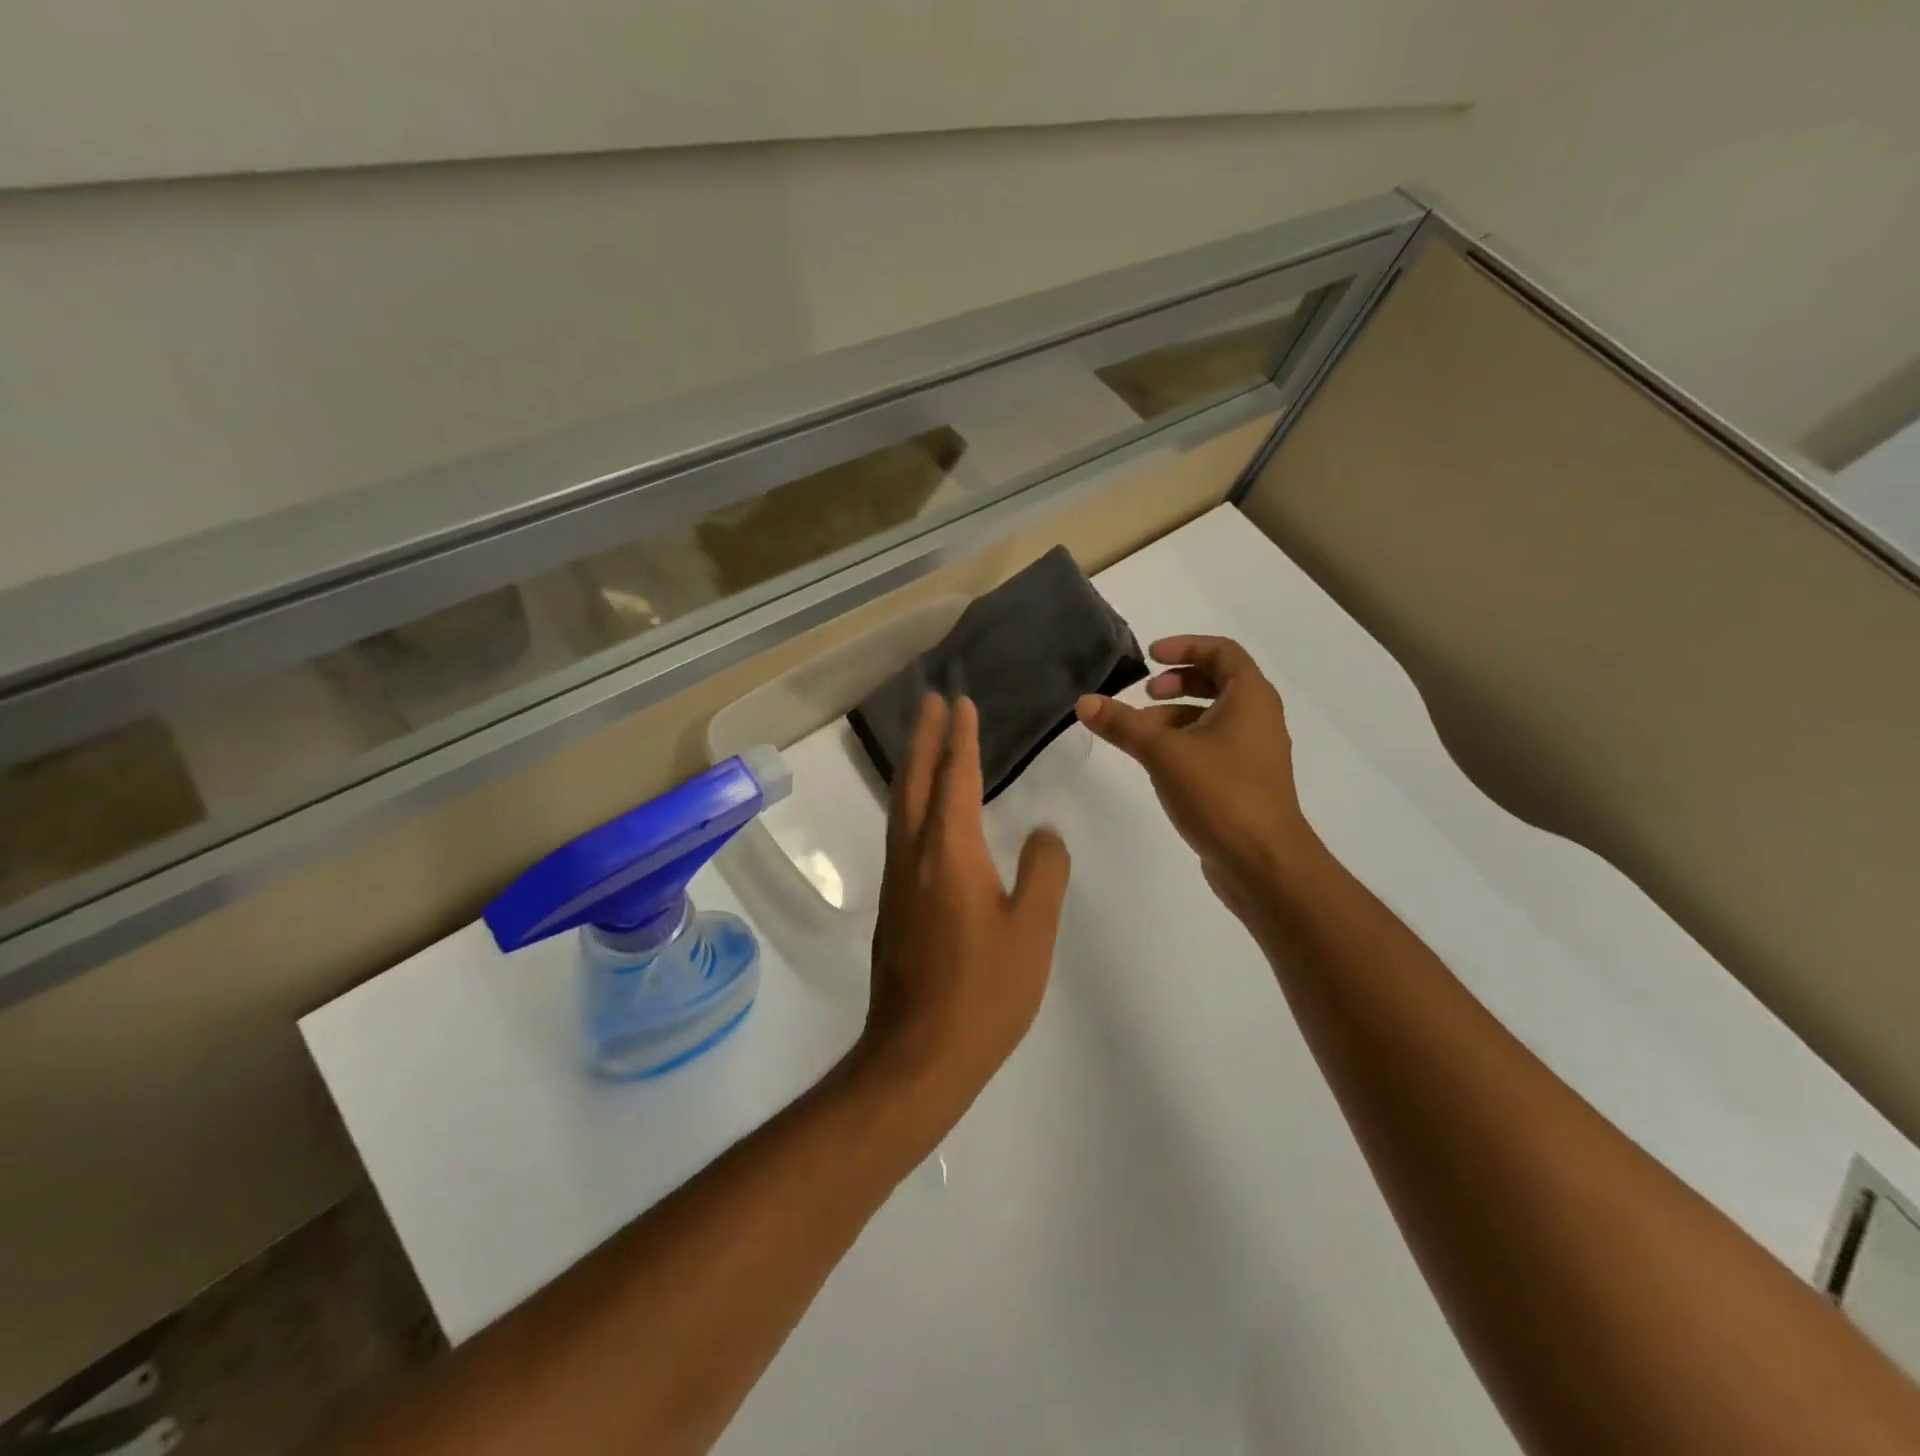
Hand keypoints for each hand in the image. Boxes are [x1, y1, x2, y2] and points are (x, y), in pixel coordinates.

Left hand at [856, 694, 1071, 1121]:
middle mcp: (915, 854)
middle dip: (925, 736)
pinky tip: (924, 811)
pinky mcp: (894, 904)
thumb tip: (1043, 833)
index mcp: (950, 851)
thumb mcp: (1033, 930)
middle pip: (916, 780)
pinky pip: (902, 831)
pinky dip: (912, 801)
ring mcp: (898, 880)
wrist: (918, 1054)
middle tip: (933, 699)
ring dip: (914, 765)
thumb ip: (1043, 872)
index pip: (956, 777)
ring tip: (925, 739)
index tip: (961, 702)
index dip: (961, 738)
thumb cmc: (984, 992)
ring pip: (902, 805)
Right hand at [1075, 635, 1318, 917]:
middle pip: (1219, 682)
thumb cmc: (1220, 793)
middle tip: (1145, 693)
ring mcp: (1255, 752)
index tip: (1150, 657)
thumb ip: (1123, 724)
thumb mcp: (1163, 752)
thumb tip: (1084, 701)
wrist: (1262, 862)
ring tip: (1141, 733)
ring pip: (1214, 717)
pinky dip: (1186, 742)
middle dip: (1179, 682)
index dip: (1185, 646)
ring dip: (1176, 715)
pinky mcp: (1245, 782)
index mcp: (1251, 698)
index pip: (1222, 651)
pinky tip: (1158, 764)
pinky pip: (1214, 746)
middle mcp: (1259, 718)